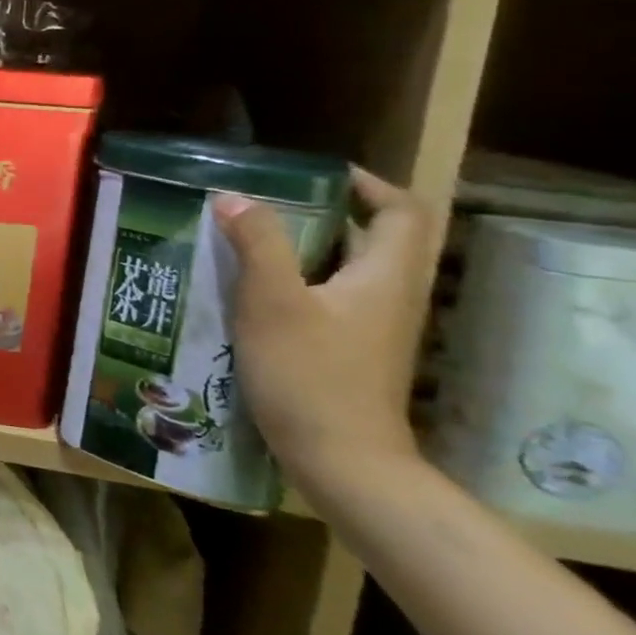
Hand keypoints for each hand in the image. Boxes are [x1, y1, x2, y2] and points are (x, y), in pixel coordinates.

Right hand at [214, 168, 434, 491]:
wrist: (341, 459)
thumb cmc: (309, 374)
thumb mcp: (273, 302)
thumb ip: (257, 244)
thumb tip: (234, 197)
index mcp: (384, 276)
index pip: (400, 212)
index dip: (367, 184)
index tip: (314, 175)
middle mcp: (388, 296)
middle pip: (369, 238)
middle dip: (319, 213)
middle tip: (260, 202)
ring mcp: (370, 326)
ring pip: (343, 268)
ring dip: (299, 247)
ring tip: (241, 238)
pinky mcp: (348, 349)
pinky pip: (326, 297)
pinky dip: (293, 281)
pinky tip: (245, 288)